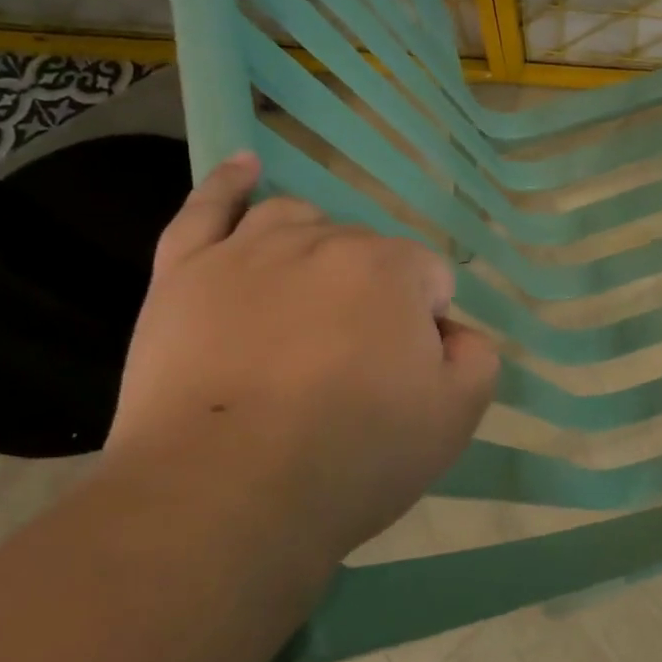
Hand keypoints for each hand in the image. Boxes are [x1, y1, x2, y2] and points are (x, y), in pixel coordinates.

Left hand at [108, 152, 499, 566]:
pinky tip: (245, 167)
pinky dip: (229, 184)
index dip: (426, 325)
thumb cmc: (353, 456)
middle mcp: (325, 241)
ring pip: (297, 222)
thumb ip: (477, 357)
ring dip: (317, 249)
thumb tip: (452, 333)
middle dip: (371, 295)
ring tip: (310, 303)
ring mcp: (247, 251)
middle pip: (365, 250)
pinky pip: (207, 209)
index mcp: (392, 269)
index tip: (404, 376)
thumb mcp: (455, 417)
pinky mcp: (184, 273)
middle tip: (353, 365)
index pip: (430, 277)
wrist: (224, 495)